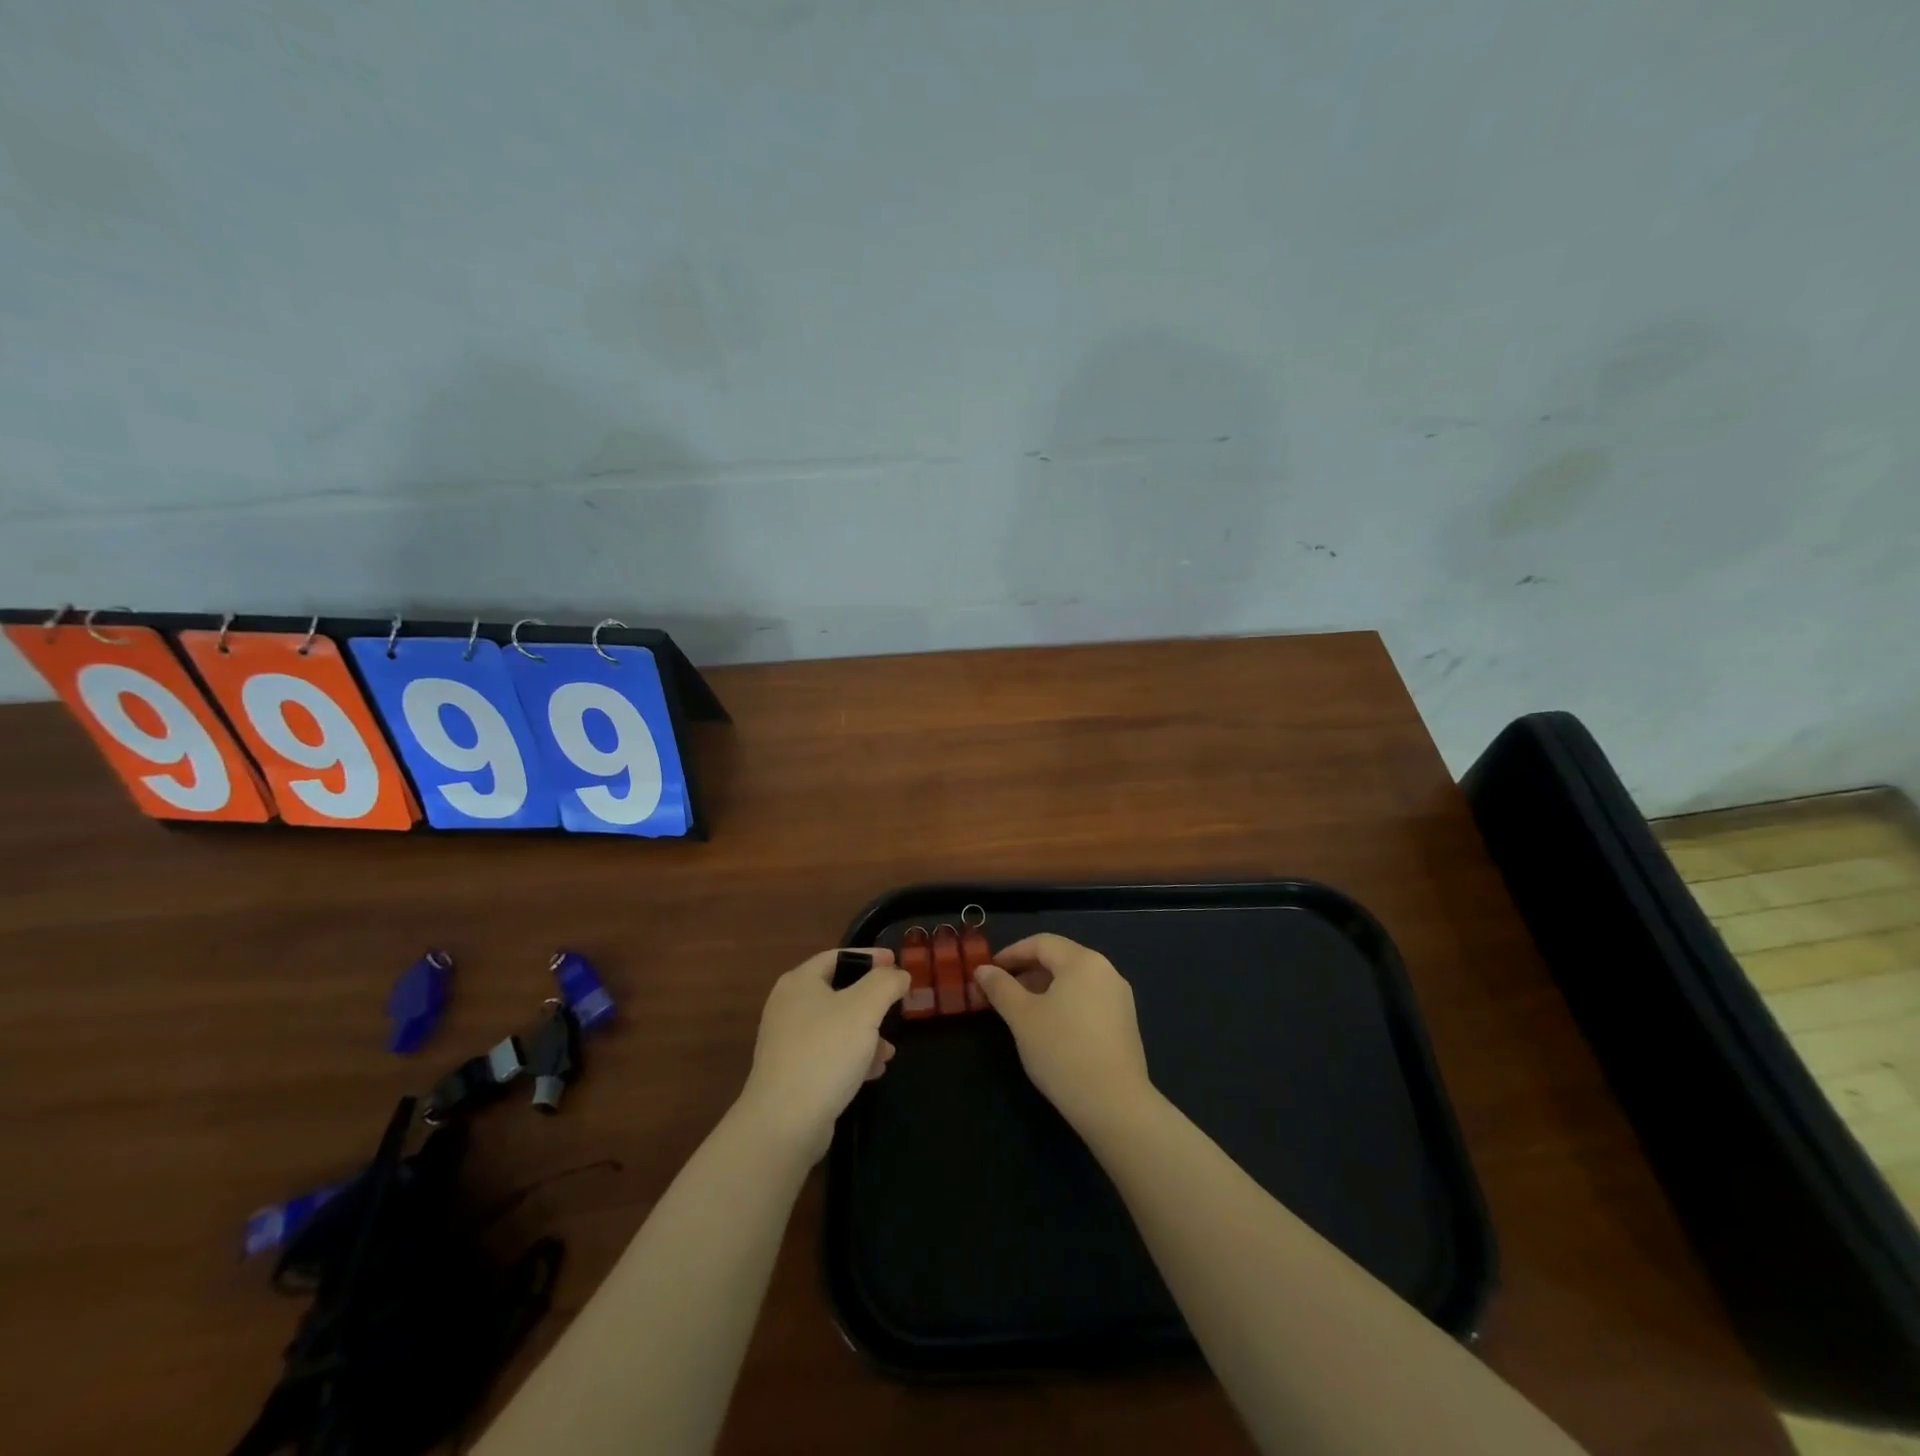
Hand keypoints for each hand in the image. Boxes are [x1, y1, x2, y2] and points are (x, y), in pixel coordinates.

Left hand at [736, 948, 907, 1163]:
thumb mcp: (864, 1007)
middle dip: (871, 1001)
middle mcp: (788, 1007)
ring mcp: (788, 1042)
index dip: (870, 957)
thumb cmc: (825, 1051)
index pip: (838, 956)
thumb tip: (898, 974)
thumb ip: (886, 982)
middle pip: (838, 992)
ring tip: (889, 1050)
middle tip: (896, 1006)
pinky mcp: (793, 1074)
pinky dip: (853, 1057)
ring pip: (836, 1027)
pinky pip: (829, 1055)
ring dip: (866, 1033)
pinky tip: (873, 1071)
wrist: (785, 1121)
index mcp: (799, 982)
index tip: (897, 962)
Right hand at [973, 933, 1152, 1133]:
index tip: (988, 971)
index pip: (1041, 943)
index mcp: (1083, 961)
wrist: (1114, 1105)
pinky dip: (1064, 1003)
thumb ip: (1000, 988)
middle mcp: (1106, 971)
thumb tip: (983, 970)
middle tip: (1000, 992)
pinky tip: (1049, 1028)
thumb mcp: (1022, 1017)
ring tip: (1020, 1011)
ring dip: (1043, 988)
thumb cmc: (1062, 1051)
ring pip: (1074, 981)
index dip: (1011, 953)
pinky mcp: (1125, 1023)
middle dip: (1026, 971)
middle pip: (1060, 959)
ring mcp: (1119, 998)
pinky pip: (1088, 1000)